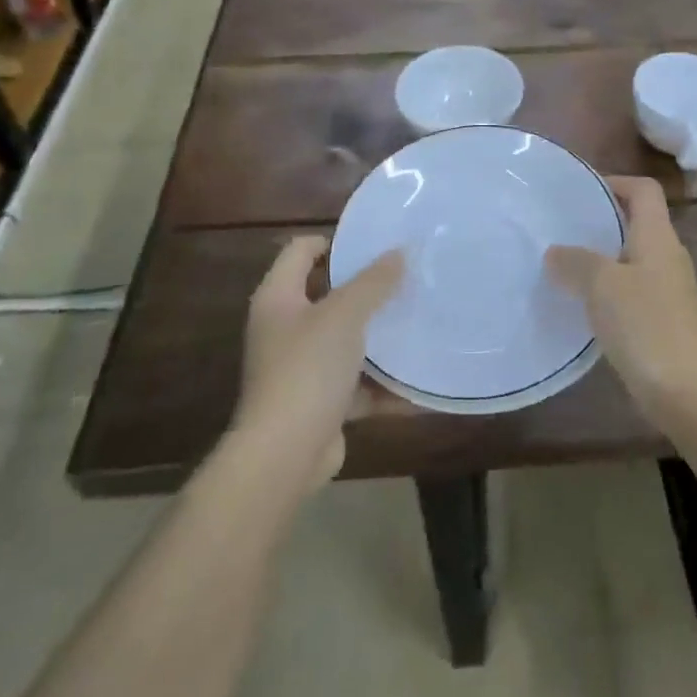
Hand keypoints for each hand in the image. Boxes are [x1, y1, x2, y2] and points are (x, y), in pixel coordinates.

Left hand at [234, 237, 403, 487]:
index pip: (300, 251)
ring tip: (418, 322)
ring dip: (378, 337)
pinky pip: (356, 384)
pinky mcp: (318, 403)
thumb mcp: (345, 316)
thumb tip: (399, 252)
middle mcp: (284, 329)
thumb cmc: (307, 370)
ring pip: (345, 341)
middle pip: (327, 295)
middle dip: (366, 290)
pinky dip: (382, 385)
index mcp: (278, 298)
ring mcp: (300, 368)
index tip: (374, 243)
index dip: (333, 241)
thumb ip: (373, 282)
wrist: (284, 455)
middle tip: (406, 278)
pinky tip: (418, 383)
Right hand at [545, 176, 696, 430]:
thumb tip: (556, 252)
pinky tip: (583, 305)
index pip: (644, 190)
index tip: (580, 191)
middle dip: (601, 220)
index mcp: (658, 237)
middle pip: (637, 222)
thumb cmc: (646, 325)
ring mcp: (669, 290)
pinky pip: (632, 290)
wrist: (686, 392)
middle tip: (562, 227)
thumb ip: (576, 261)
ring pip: (632, 258)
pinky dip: (608, 289)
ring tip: (564, 264)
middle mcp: (668, 256)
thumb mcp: (602, 285)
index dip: (615, 182)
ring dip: (602, 258)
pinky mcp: (664, 320)